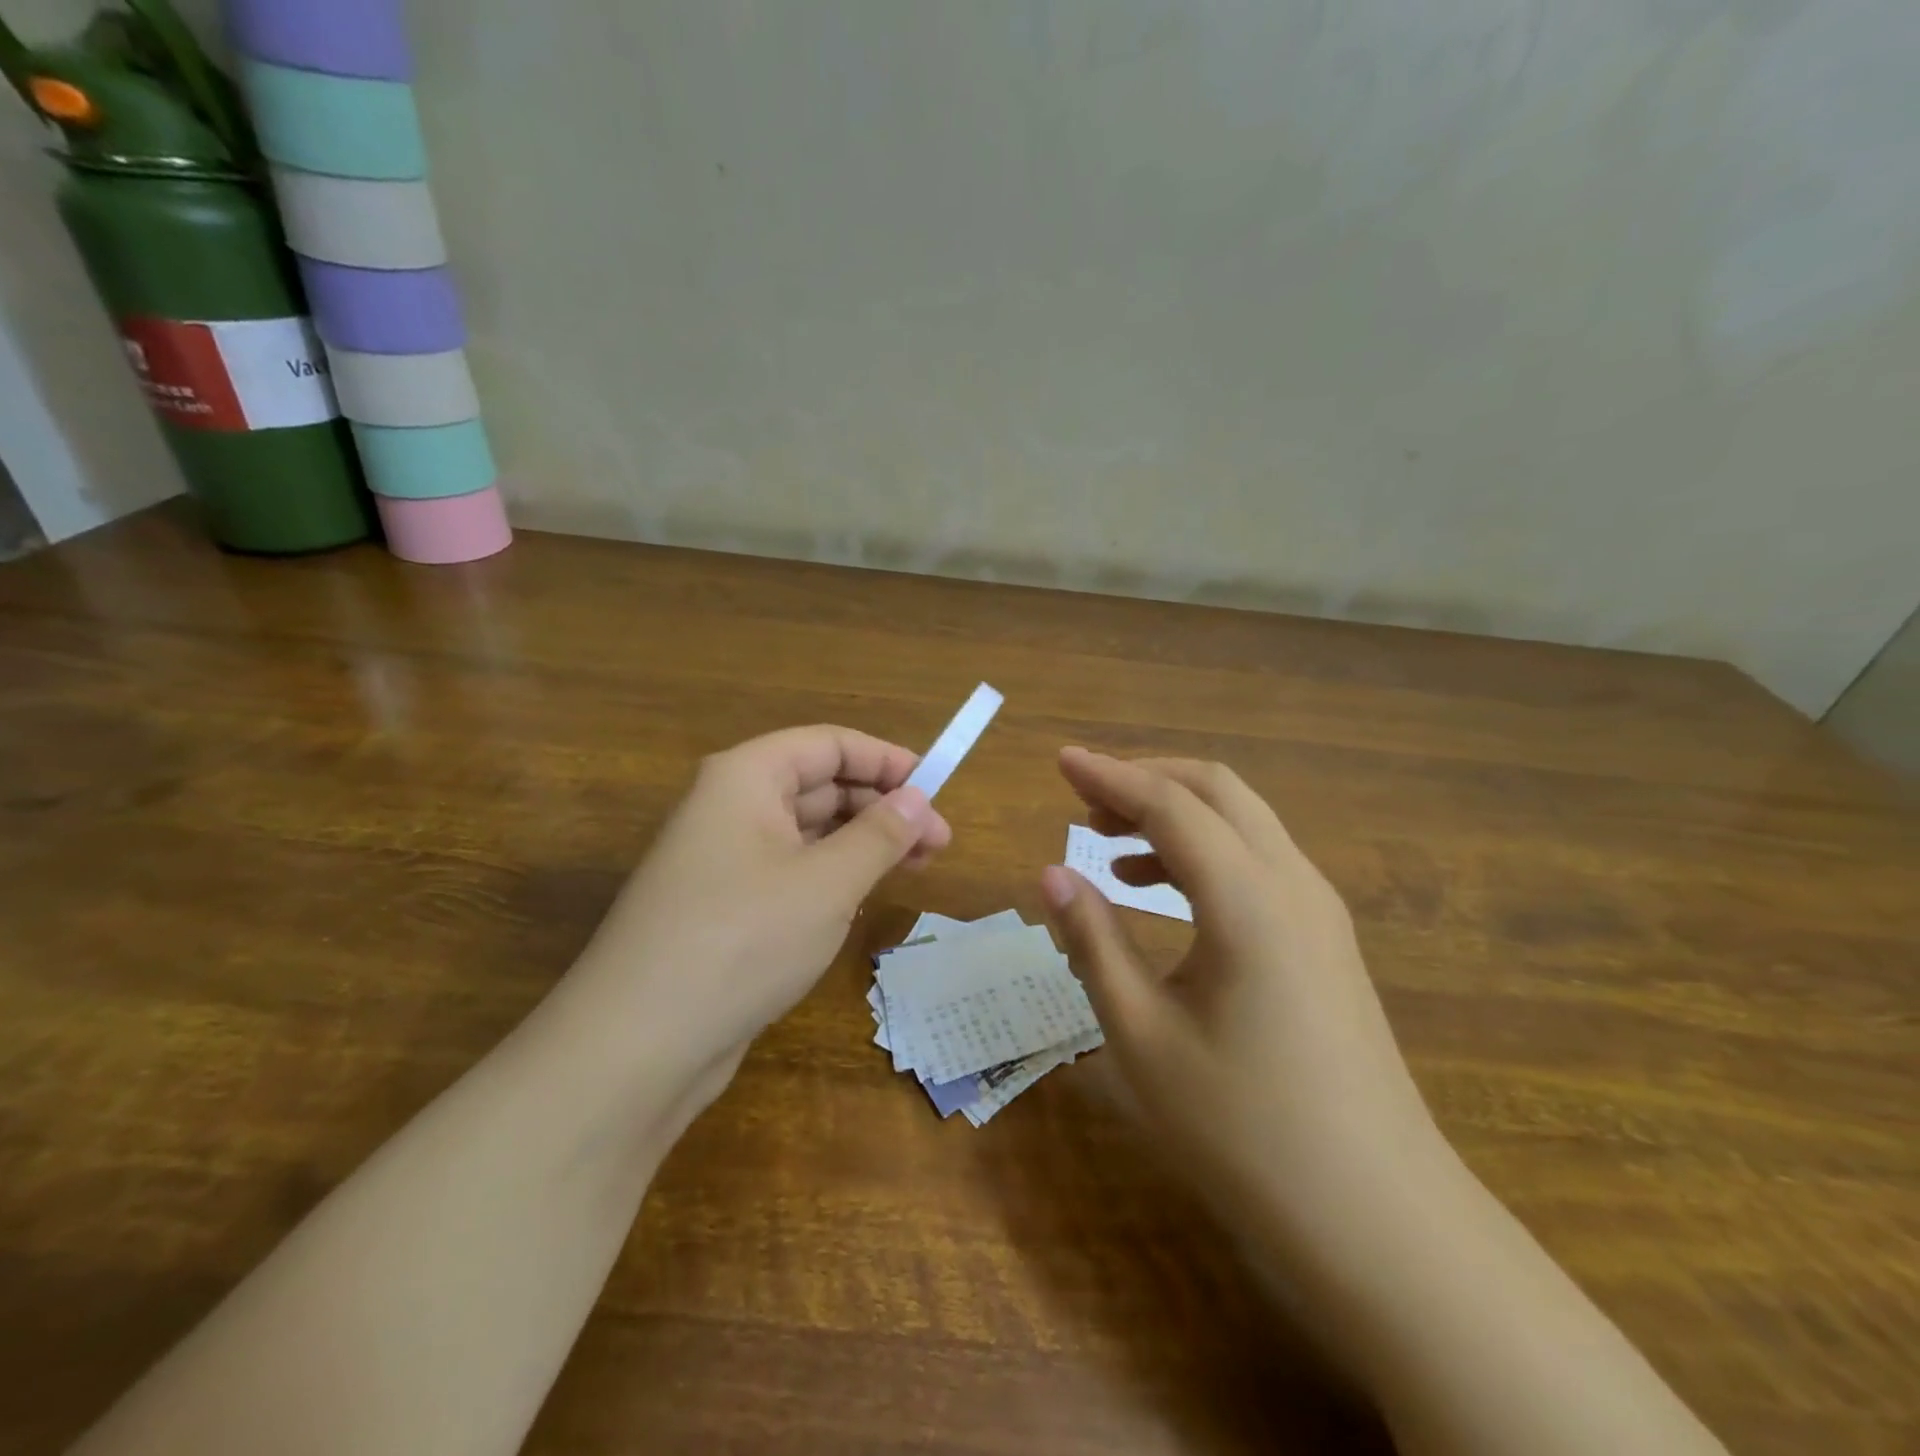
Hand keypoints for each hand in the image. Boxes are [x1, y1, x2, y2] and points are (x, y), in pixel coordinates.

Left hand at [564, 726, 950, 1094]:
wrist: (637, 1046)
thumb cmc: (742, 940)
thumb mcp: (827, 883)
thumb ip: (880, 835)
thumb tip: (918, 798)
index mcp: (746, 778)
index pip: (829, 744)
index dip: (886, 760)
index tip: (937, 789)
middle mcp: (730, 806)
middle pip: (819, 785)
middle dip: (882, 808)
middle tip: (938, 843)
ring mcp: (724, 859)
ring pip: (808, 832)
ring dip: (863, 844)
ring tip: (916, 869)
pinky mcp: (725, 906)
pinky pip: (790, 871)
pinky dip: (832, 876)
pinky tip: (863, 900)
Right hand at [1040, 748, 1455, 1269]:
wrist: (1378, 1219)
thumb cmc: (1244, 1129)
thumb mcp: (1144, 1035)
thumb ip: (1094, 942)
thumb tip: (1051, 874)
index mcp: (1248, 900)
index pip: (1170, 804)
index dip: (1110, 775)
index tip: (1060, 760)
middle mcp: (1292, 884)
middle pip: (1217, 791)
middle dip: (1146, 779)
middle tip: (1083, 798)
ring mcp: (1319, 911)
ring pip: (1242, 822)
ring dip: (1175, 813)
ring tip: (1109, 840)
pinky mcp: (1325, 939)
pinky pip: (1258, 862)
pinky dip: (1203, 850)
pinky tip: (1159, 888)